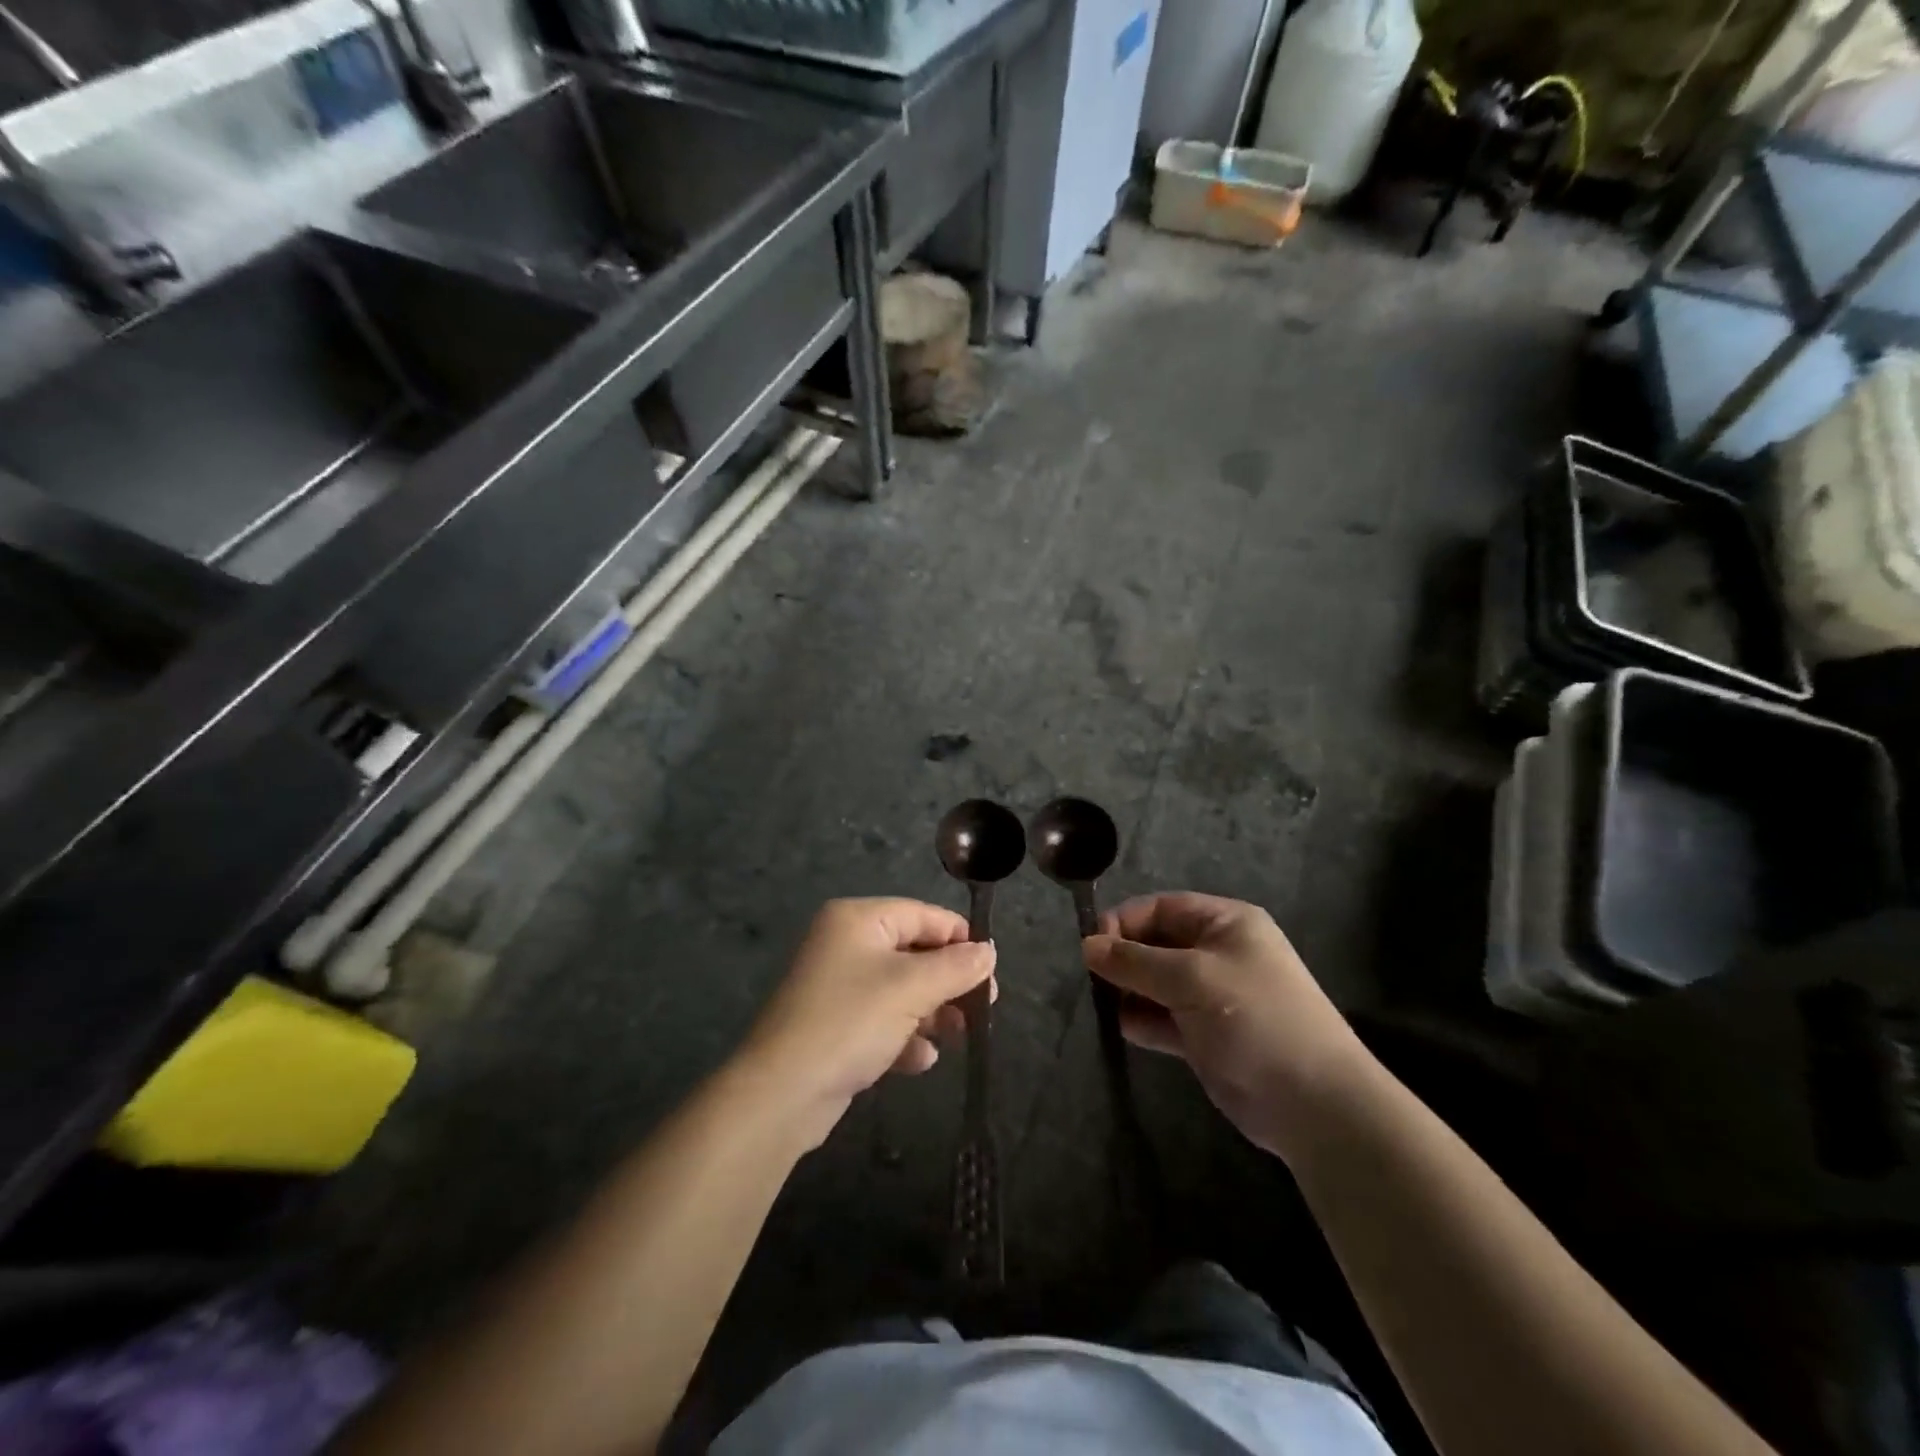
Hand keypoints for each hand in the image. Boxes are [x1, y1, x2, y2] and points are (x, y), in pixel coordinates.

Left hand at [741, 898, 994, 1145]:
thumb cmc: (850, 1022)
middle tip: (982, 1007)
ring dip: (930, 1013)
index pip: (922, 915)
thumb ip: (956, 967)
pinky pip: (881, 1021)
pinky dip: (903, 1037)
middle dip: (948, 982)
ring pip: (900, 990)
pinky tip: (919, 1061)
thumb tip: (989, 950)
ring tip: (956, 1036)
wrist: (781, 1093)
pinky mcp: (834, 1026)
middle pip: (913, 953)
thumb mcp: (911, 988)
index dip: (959, 938)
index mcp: (857, 920)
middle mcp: (845, 944)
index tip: (991, 969)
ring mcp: (837, 987)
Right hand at [1084, 893, 1374, 1162]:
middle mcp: (1218, 953)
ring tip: (1103, 1005)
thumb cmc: (1255, 1020)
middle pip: (1155, 944)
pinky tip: (1124, 1029)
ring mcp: (1212, 996)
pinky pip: (1163, 1017)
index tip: (1090, 947)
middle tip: (1092, 981)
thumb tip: (1086, 945)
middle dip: (1124, 959)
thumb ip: (1135, 960)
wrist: (1314, 1104)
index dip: (1124, 922)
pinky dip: (1142, 1020)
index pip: (1160, 908)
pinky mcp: (1205, 1035)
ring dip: (1129, 991)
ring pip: (1155, 982)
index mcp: (1225, 923)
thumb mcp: (1192, 978)